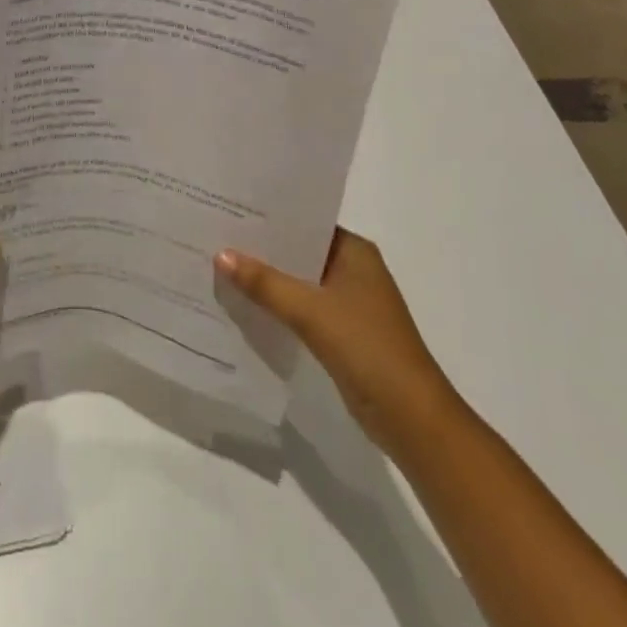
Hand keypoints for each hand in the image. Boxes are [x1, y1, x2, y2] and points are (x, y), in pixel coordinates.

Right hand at [215, 229, 457, 450]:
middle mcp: (352, 269)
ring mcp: (348, 302)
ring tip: (218, 264)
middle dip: (261, 247)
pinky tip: (242, 303)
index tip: (230, 207)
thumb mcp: (311, 311)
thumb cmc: (368, 348)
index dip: (269, 216)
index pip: (306, 221)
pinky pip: (300, 308)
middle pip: (298, 251)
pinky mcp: (340, 332)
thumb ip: (265, 283)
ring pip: (297, 281)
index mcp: (355, 251)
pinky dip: (276, 305)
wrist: (411, 418)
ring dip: (266, 279)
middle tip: (214, 233)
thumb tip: (221, 254)